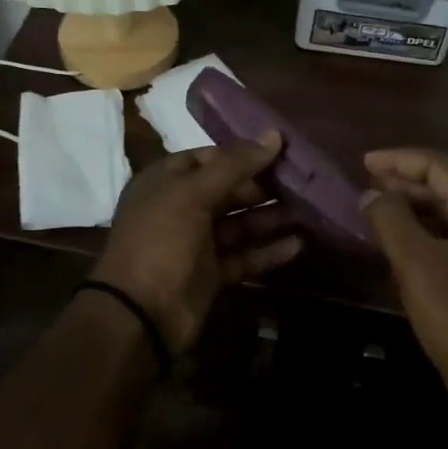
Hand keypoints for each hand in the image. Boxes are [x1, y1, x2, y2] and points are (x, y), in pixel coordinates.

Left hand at [90, 133, 301, 352]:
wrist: (140, 314)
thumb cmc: (161, 241)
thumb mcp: (193, 194)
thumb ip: (235, 165)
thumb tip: (274, 134)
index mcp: (165, 182)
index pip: (207, 158)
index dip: (241, 155)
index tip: (279, 152)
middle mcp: (179, 209)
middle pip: (227, 191)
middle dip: (262, 188)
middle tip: (301, 183)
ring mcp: (195, 244)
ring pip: (238, 224)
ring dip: (269, 218)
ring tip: (308, 212)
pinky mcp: (210, 274)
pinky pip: (243, 257)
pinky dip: (267, 251)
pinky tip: (298, 245)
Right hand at [361, 148, 447, 413]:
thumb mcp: (416, 262)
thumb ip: (390, 220)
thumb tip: (370, 194)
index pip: (439, 166)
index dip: (398, 160)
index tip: (363, 163)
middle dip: (405, 182)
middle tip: (368, 186)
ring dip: (415, 207)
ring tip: (379, 211)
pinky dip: (428, 232)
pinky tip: (403, 244)